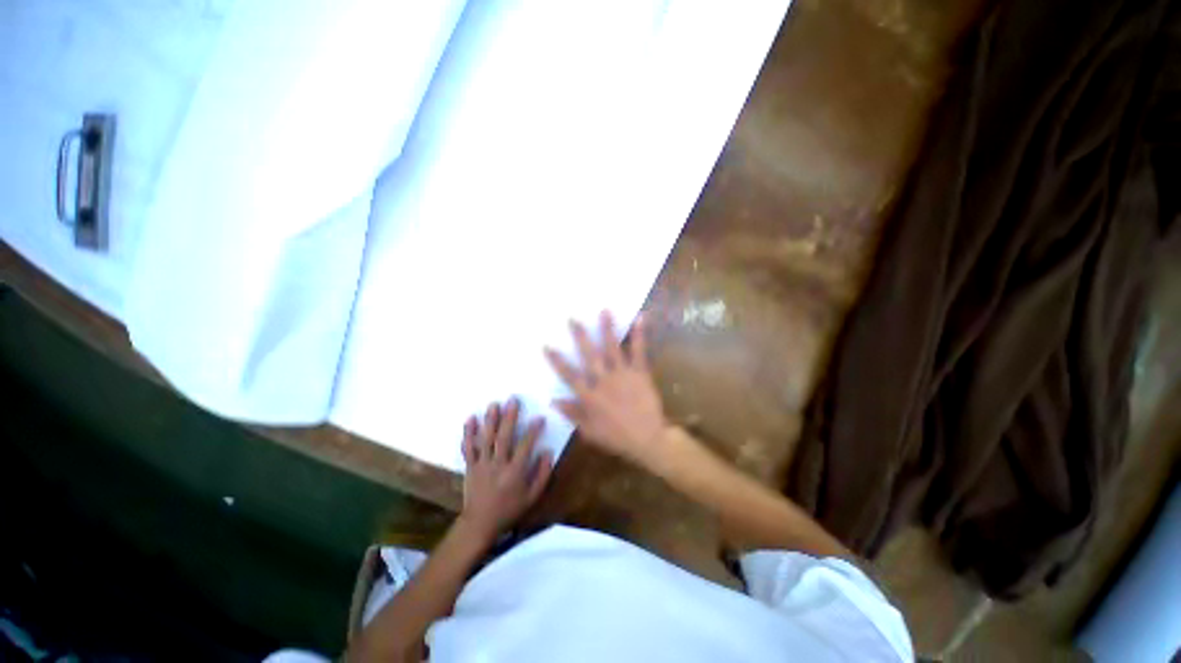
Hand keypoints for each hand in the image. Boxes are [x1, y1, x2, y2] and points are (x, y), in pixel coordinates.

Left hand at [460, 399, 552, 540]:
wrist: (480, 524)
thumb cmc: (510, 509)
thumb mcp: (532, 497)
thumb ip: (542, 474)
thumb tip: (548, 452)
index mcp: (514, 473)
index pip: (525, 446)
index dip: (533, 431)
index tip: (539, 418)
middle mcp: (498, 465)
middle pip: (503, 438)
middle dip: (509, 418)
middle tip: (513, 400)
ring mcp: (482, 465)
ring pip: (485, 439)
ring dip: (490, 420)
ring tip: (494, 404)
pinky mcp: (470, 466)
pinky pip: (468, 448)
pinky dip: (468, 433)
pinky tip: (471, 419)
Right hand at [545, 311, 669, 467]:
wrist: (648, 439)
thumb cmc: (617, 437)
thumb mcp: (589, 431)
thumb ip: (572, 414)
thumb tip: (553, 401)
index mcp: (589, 396)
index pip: (569, 375)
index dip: (557, 361)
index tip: (547, 346)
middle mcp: (603, 381)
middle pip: (589, 355)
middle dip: (580, 336)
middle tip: (572, 319)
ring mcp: (622, 375)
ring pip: (612, 348)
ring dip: (607, 329)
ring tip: (604, 311)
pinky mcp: (640, 373)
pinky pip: (639, 352)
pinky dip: (640, 335)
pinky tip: (641, 318)